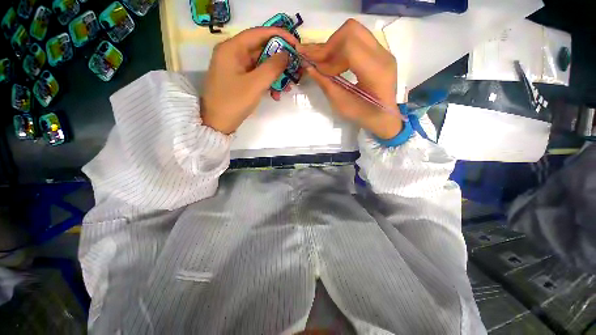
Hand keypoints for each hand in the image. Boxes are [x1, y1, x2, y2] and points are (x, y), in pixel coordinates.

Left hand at [201, 27, 299, 133]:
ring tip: (287, 87)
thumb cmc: (234, 102)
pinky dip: (267, 83)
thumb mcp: (255, 84)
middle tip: (294, 68)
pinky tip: (276, 94)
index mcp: (232, 49)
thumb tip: (286, 54)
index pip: (259, 33)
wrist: (218, 123)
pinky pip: (257, 76)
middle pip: (261, 50)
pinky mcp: (239, 80)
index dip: (279, 36)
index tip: (295, 44)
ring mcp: (236, 68)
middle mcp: (233, 54)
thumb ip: (272, 68)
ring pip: (261, 65)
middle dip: (279, 60)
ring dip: (275, 75)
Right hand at [297, 19, 401, 138]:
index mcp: (376, 71)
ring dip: (334, 46)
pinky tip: (335, 63)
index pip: (349, 45)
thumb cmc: (363, 116)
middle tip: (317, 61)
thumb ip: (325, 84)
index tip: (315, 67)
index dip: (327, 53)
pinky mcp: (380, 52)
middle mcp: (383, 55)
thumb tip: (308, 67)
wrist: (385, 117)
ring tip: (323, 63)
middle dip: (329, 45)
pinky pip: (357, 40)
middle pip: (351, 30)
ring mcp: (383, 51)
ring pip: (354, 32)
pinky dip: (342, 48)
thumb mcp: (341, 105)